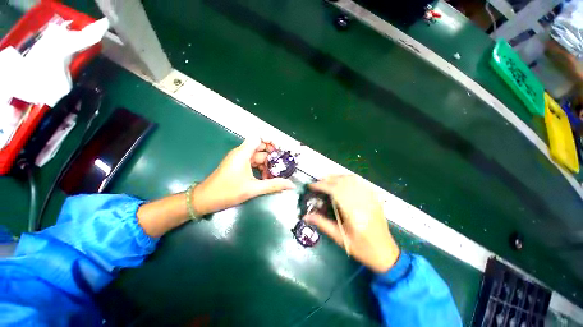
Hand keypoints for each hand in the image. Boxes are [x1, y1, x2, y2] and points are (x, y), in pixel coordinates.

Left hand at [192, 138, 294, 215]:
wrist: (205, 200)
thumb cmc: (227, 192)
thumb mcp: (253, 189)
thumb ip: (273, 185)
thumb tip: (291, 185)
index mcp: (243, 153)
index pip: (258, 138)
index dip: (270, 141)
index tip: (280, 151)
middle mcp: (241, 153)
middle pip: (260, 148)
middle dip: (272, 156)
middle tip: (282, 165)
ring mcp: (239, 160)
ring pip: (257, 157)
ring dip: (267, 165)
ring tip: (274, 176)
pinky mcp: (238, 166)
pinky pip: (253, 164)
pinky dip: (260, 169)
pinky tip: (265, 179)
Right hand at [304, 175, 399, 272]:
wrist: (386, 254)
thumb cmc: (362, 249)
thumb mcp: (340, 239)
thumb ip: (322, 224)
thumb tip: (306, 216)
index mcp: (354, 214)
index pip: (335, 191)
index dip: (322, 186)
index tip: (312, 186)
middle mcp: (363, 202)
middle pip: (343, 182)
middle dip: (328, 180)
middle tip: (318, 183)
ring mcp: (371, 199)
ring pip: (353, 180)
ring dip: (338, 177)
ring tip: (327, 180)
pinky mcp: (375, 199)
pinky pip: (361, 183)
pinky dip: (349, 179)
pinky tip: (343, 181)